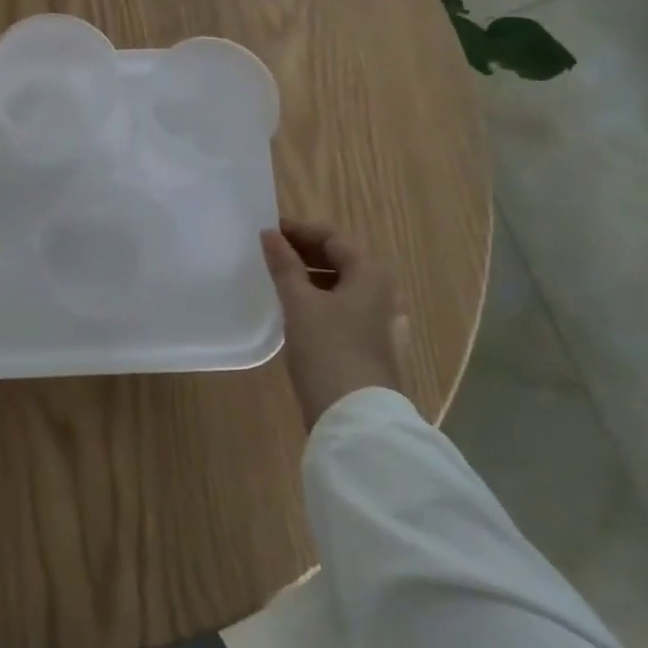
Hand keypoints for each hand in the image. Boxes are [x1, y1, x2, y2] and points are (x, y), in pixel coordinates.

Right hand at [260, 217, 409, 428]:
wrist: (354, 418)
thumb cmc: (328, 349)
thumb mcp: (300, 303)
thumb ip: (285, 265)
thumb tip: (270, 235)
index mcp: (370, 275)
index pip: (332, 237)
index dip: (299, 230)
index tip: (268, 230)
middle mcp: (380, 293)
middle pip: (339, 259)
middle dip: (304, 251)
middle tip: (268, 251)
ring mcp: (376, 321)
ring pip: (338, 284)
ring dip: (308, 275)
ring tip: (276, 276)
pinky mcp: (367, 344)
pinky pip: (339, 307)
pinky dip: (316, 298)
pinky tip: (293, 308)